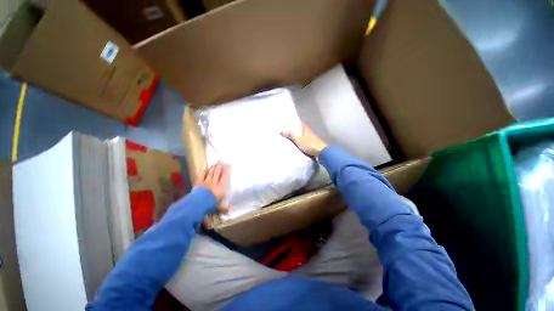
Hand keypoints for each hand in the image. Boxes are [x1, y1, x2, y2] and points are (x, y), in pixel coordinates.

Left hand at [198, 162, 230, 213]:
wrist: (197, 204)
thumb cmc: (209, 205)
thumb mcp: (218, 208)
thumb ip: (224, 209)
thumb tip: (232, 210)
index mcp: (220, 188)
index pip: (225, 177)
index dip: (227, 170)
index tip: (229, 165)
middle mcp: (214, 183)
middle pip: (218, 173)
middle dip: (220, 167)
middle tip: (222, 161)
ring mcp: (206, 182)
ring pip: (211, 173)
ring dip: (214, 167)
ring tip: (216, 162)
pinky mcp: (199, 182)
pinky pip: (202, 174)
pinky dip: (204, 170)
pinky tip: (205, 165)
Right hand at [282, 123, 327, 156]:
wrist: (321, 152)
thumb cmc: (309, 145)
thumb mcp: (298, 140)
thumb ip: (291, 135)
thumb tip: (282, 131)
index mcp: (306, 129)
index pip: (301, 123)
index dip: (296, 122)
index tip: (290, 123)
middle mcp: (310, 132)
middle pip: (303, 129)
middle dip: (297, 130)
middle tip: (290, 130)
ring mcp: (313, 138)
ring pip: (305, 135)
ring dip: (300, 136)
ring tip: (293, 137)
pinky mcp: (314, 144)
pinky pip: (306, 141)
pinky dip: (303, 141)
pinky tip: (300, 144)